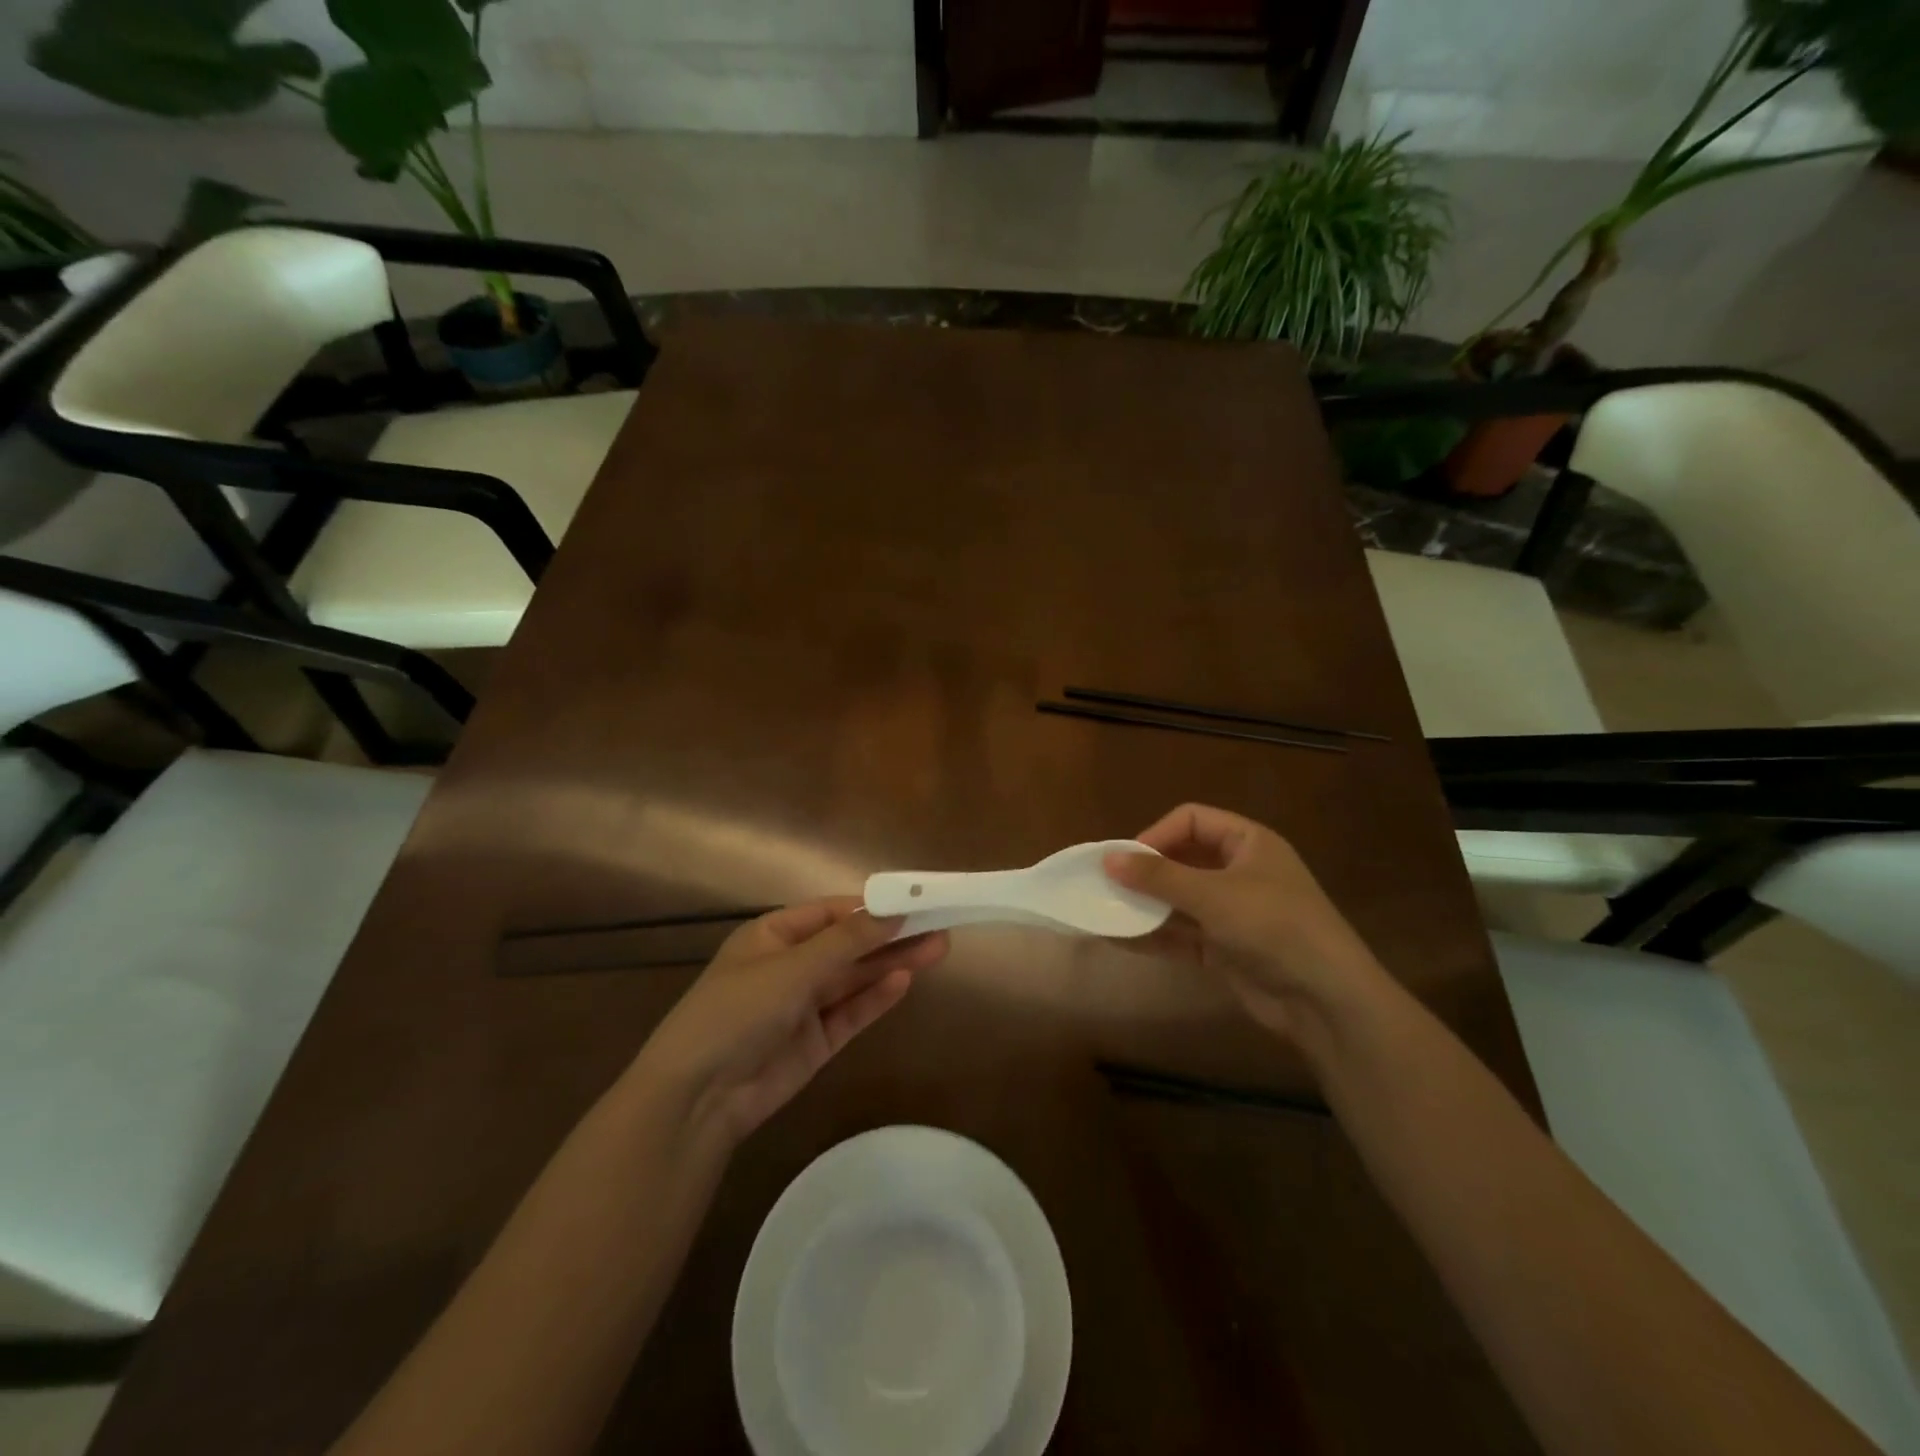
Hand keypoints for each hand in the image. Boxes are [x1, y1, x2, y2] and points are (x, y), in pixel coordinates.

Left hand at [635, 899, 948, 1143]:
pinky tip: (906, 981)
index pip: (831, 911)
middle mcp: (790, 965)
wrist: (698, 1097)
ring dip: (893, 962)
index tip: (915, 900)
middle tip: (940, 924)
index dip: (873, 906)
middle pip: (850, 944)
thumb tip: (893, 911)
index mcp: (773, 935)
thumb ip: (846, 942)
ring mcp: (803, 1005)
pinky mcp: (815, 1041)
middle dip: (892, 934)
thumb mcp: (791, 968)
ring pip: (856, 977)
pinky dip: (877, 997)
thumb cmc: (737, 1011)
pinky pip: (852, 1012)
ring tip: (939, 947)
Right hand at [1106, 803, 1393, 1048]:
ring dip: (1145, 905)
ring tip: (1105, 911)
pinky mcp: (1226, 947)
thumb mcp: (1213, 895)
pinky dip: (1154, 934)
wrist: (1326, 1000)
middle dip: (1145, 872)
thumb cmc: (1274, 927)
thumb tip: (1108, 859)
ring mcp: (1233, 911)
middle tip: (1108, 884)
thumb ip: (1159, 877)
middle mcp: (1240, 871)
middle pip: (1182, 859)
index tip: (1125, 858)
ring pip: (1178, 899)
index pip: (1192, 820)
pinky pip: (1182, 933)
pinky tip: (1120, 939)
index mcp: (1248, 842)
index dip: (1157, 833)